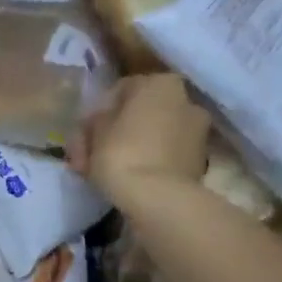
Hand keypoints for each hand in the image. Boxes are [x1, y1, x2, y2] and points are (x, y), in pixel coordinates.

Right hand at [70, 74, 209, 203]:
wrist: (159, 199)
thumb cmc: (122, 153)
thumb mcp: (94, 131)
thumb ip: (97, 120)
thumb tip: (101, 124)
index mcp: (161, 83)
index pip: (121, 90)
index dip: (98, 112)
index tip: (84, 133)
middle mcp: (186, 100)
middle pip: (140, 114)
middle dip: (114, 132)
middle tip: (88, 155)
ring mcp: (197, 132)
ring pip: (151, 136)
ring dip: (130, 148)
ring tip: (104, 173)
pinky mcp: (197, 161)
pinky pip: (163, 155)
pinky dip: (147, 163)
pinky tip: (127, 180)